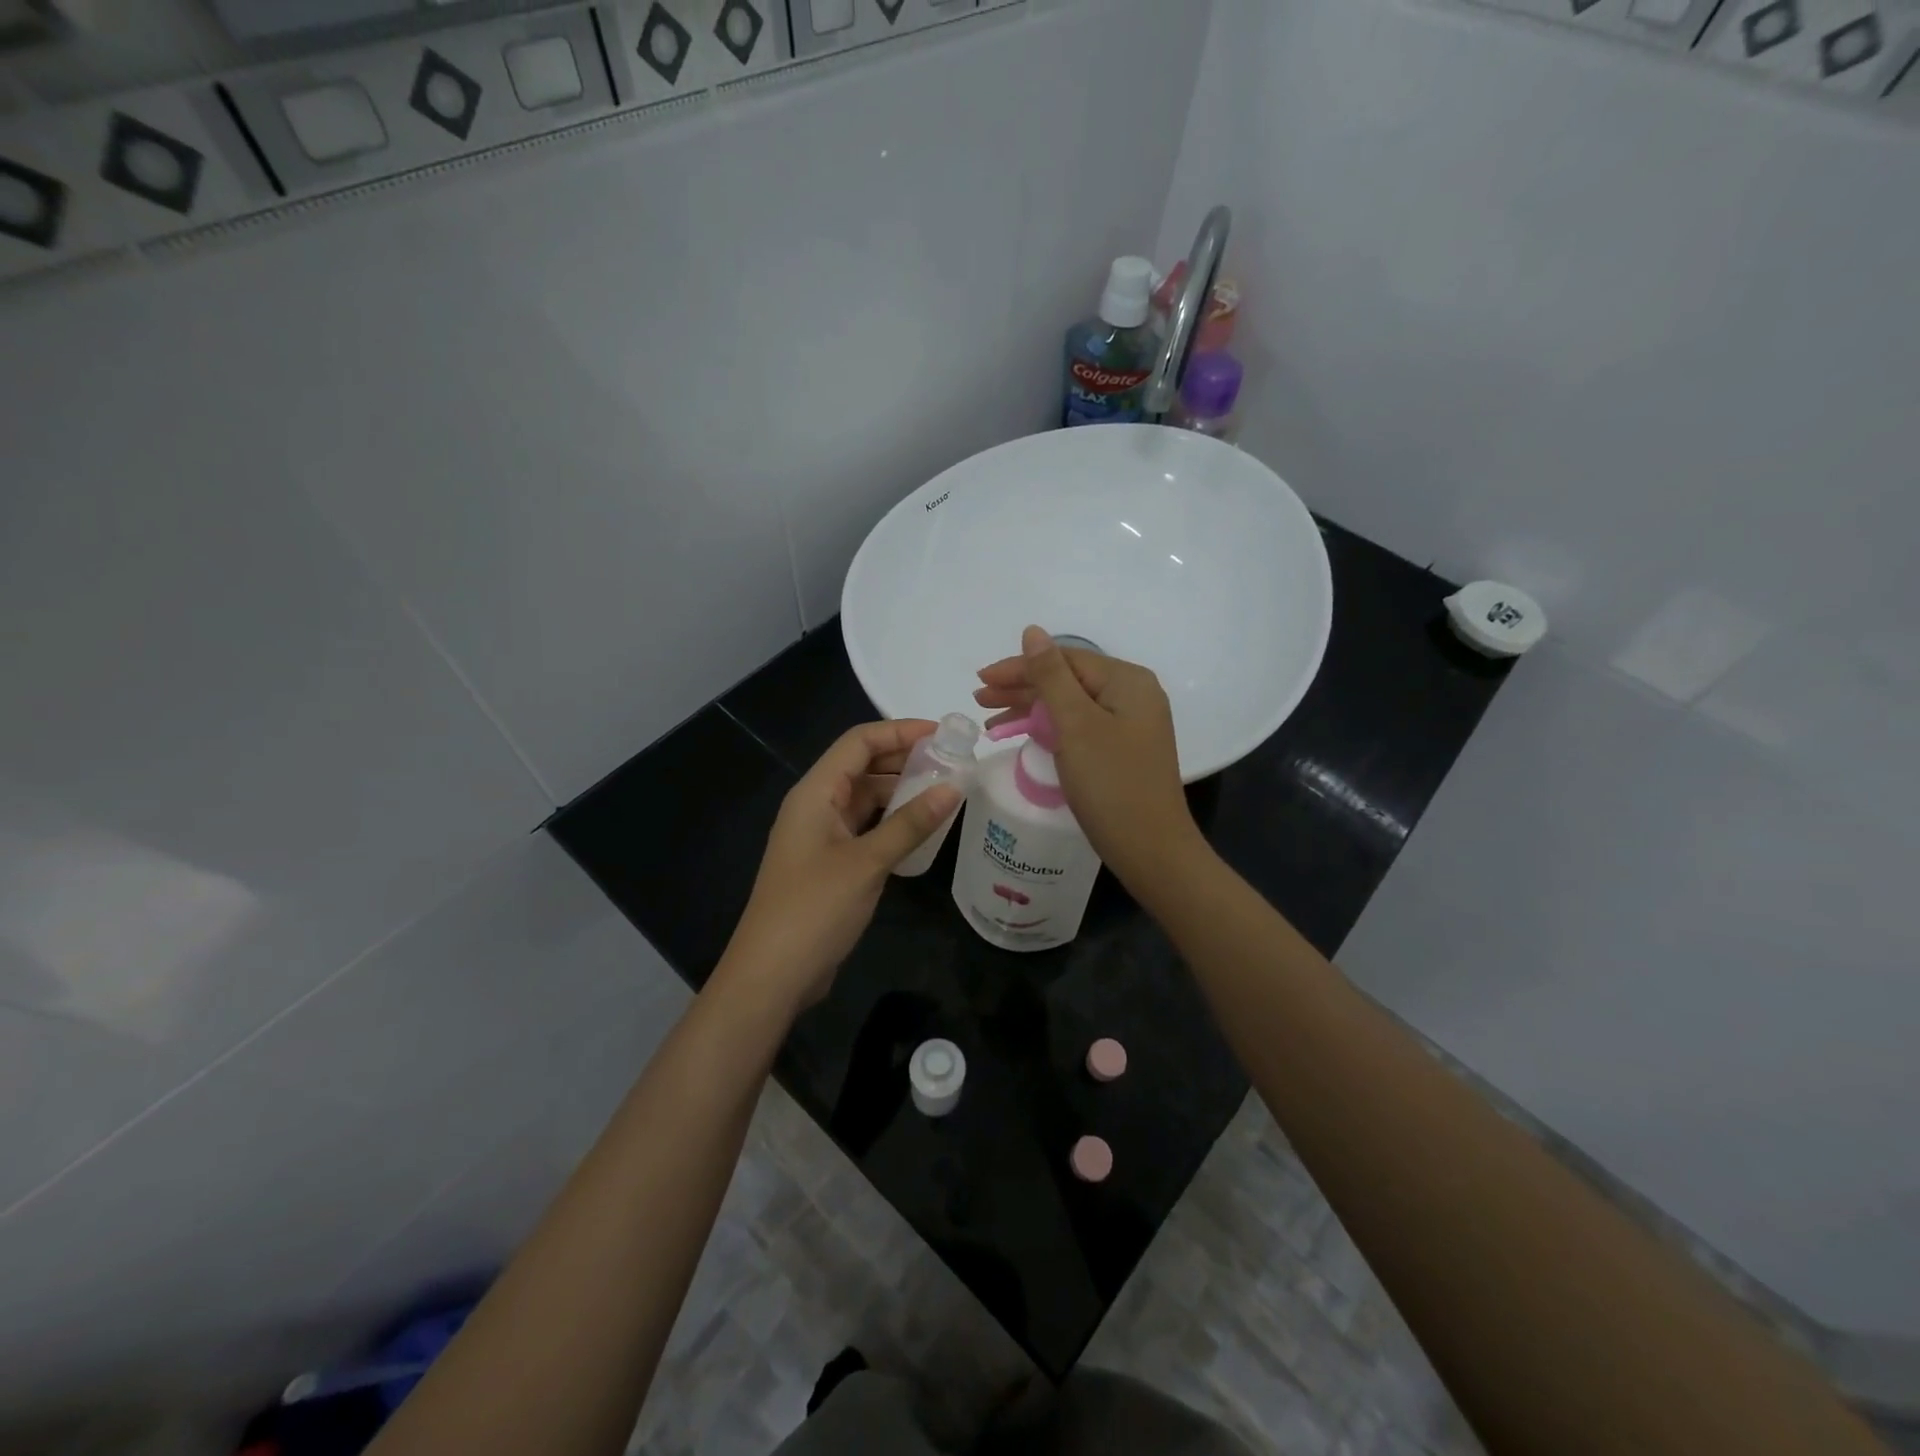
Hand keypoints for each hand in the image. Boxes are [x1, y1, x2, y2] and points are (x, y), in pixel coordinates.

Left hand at [719, 720, 961, 1014]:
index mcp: (815, 792)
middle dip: (905, 760)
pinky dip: (893, 822)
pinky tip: (923, 829)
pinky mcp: (830, 863)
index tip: (944, 735)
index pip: (859, 742)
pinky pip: (866, 827)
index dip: (900, 731)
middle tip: (954, 763)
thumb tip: (954, 787)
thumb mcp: (867, 862)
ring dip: (902, 792)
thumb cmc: (815, 908)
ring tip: (946, 791)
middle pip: (863, 766)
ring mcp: (822, 836)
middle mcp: (816, 805)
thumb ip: (911, 823)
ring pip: (866, 798)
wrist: (772, 975)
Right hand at [974, 626, 1201, 886]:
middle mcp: (1133, 695)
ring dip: (1030, 708)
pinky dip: (1049, 729)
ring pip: (1071, 705)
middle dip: (1021, 688)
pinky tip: (1024, 735)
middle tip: (979, 701)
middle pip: (1067, 680)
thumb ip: (1051, 676)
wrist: (1151, 850)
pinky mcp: (1122, 750)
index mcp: (1127, 681)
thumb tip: (1033, 631)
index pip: (1064, 659)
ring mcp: (1130, 725)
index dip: (1019, 667)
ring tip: (991, 721)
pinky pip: (1079, 727)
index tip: (980, 681)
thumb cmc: (1111, 783)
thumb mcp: (1075, 725)